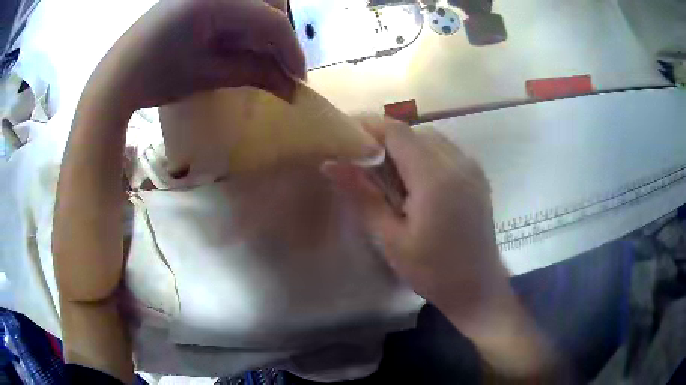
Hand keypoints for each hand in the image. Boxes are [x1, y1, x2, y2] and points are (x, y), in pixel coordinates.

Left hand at [87, 0, 304, 111]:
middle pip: (269, 6)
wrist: (116, 79)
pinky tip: (238, 49)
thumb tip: (291, 88)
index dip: (291, 51)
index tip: (299, 80)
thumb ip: (253, 73)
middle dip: (279, 39)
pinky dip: (243, 30)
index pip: (271, 21)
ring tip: (258, 62)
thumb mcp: (206, 75)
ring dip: (262, 35)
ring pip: (254, 7)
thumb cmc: (155, 78)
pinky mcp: (198, 1)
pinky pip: (235, 11)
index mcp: (216, 1)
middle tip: (278, 68)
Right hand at [323, 118, 509, 322]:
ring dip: (404, 148)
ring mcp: (472, 167)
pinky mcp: (477, 176)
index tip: (344, 136)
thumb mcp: (391, 239)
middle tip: (360, 163)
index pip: (397, 132)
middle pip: (413, 132)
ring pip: (430, 139)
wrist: (478, 288)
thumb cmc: (433, 272)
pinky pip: (445, 151)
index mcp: (436, 178)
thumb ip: (362, 196)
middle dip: (384, 140)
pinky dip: (423, 156)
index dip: (368, 127)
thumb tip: (331, 164)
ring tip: (386, 175)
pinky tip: (415, 183)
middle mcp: (458, 162)